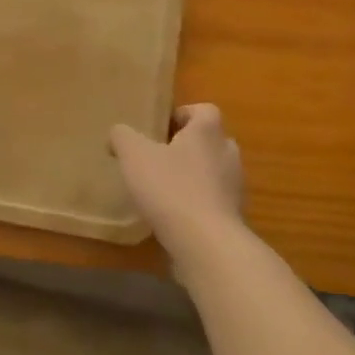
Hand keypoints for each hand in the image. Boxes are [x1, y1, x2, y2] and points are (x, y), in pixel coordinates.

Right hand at [109, 104, 245, 261]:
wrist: (207, 244)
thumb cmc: (171, 188)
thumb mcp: (134, 155)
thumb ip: (123, 136)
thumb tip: (118, 133)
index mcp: (208, 131)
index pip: (204, 110)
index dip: (183, 115)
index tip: (161, 129)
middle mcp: (228, 154)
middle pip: (210, 141)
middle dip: (188, 147)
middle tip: (159, 158)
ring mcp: (235, 187)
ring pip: (214, 172)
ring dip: (194, 176)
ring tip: (164, 189)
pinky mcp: (234, 217)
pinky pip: (214, 201)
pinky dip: (198, 204)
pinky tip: (174, 216)